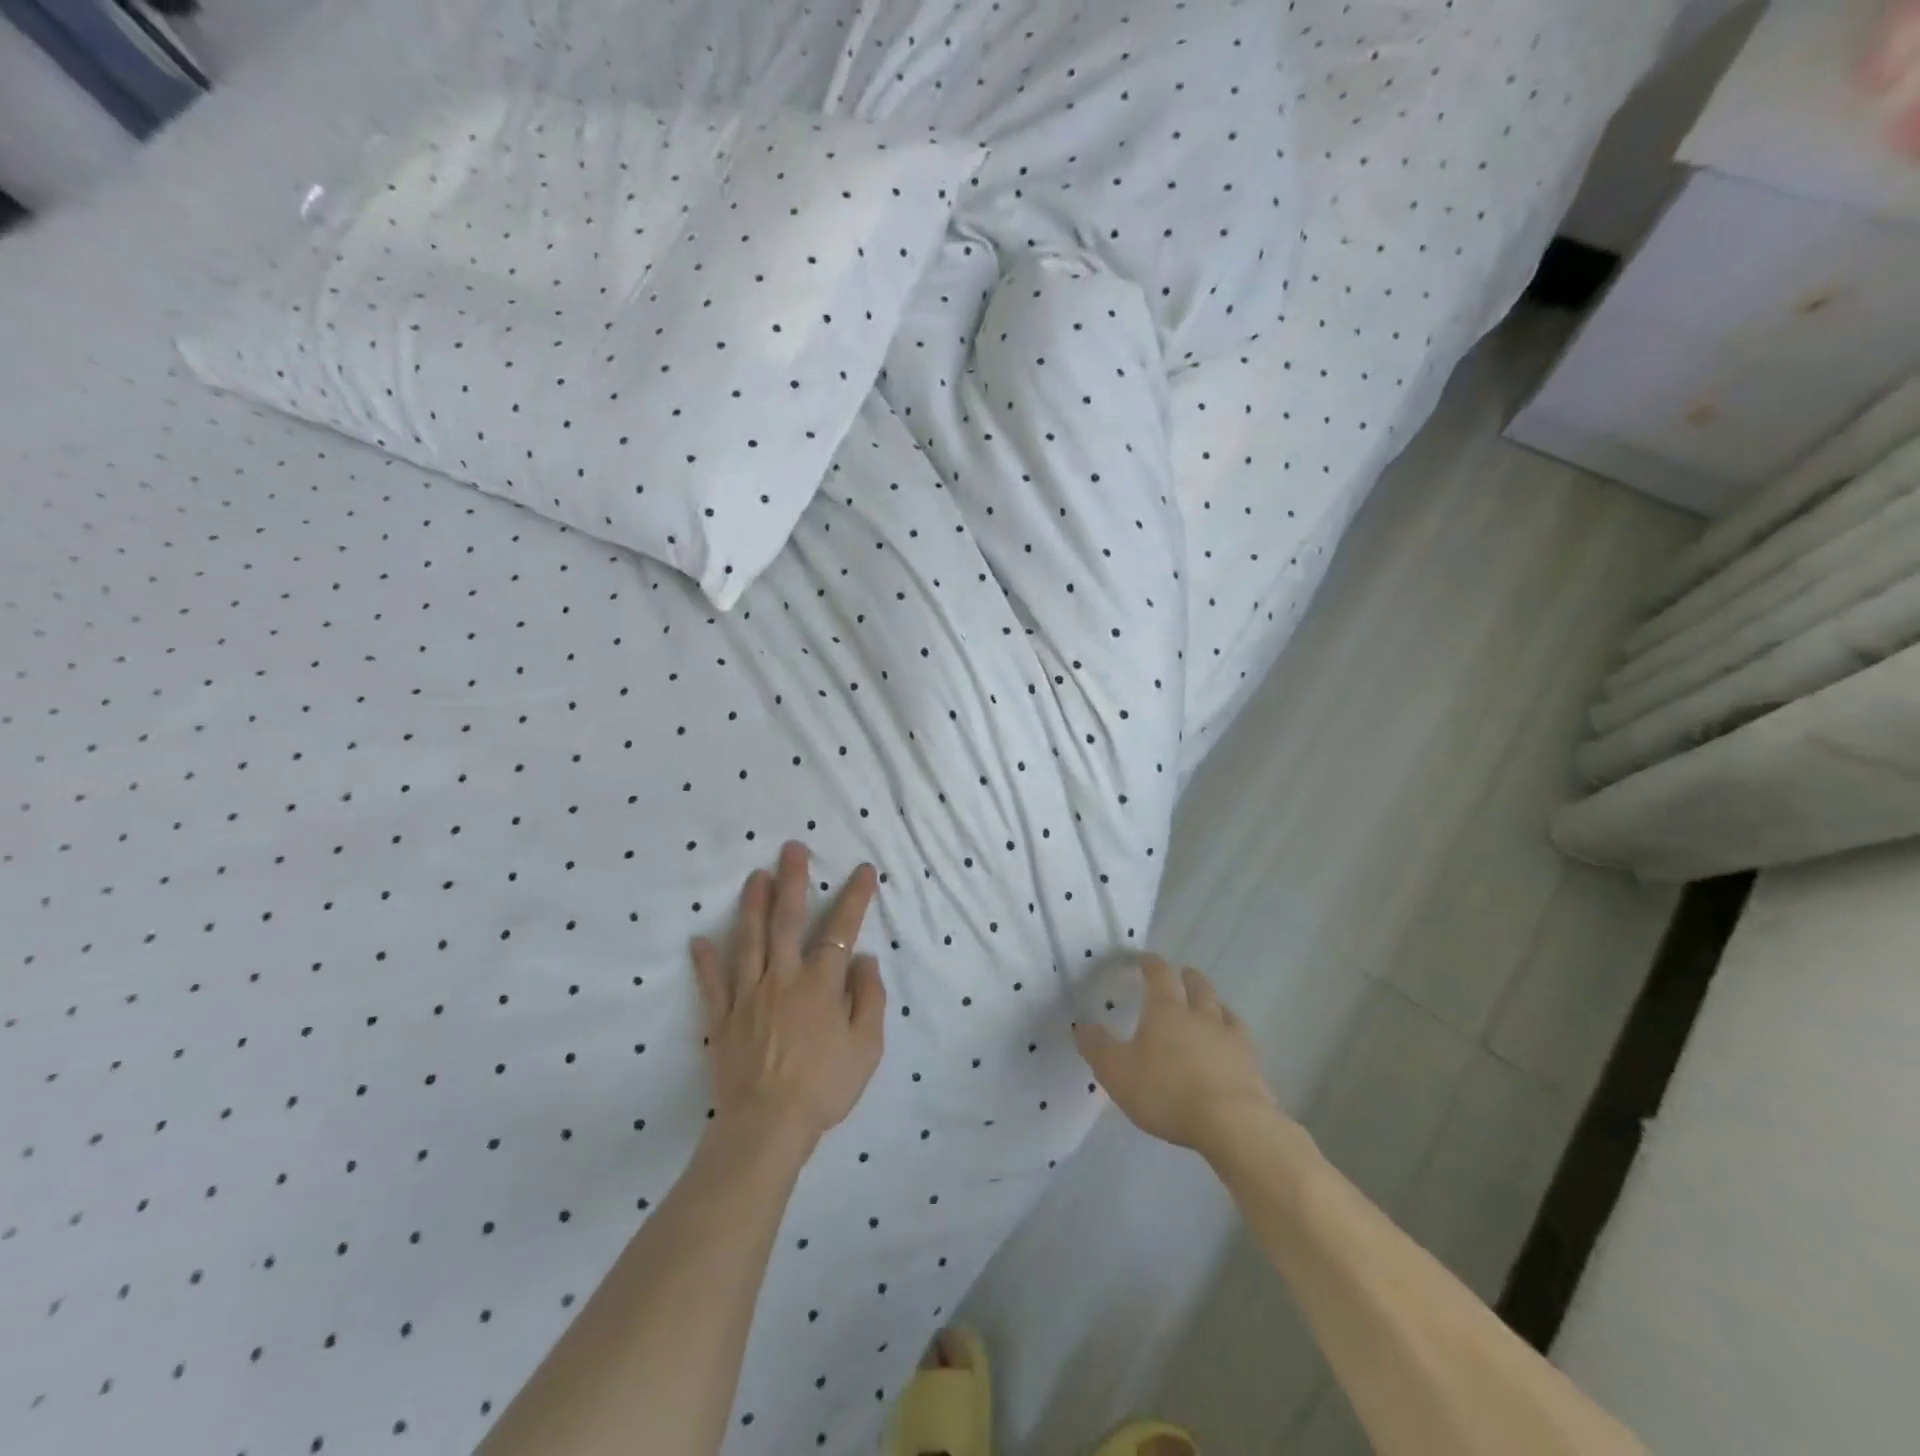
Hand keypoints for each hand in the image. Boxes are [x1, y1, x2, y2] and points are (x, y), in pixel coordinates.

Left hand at [692, 842, 886, 1149]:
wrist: (767, 1127)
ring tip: (755, 876)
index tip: (863, 870)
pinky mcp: (722, 1019)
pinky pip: (712, 985)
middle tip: (791, 848)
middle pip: (787, 921)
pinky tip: (700, 940)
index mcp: (820, 985)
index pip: (841, 930)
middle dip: (792, 881)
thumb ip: (868, 999)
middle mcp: (783, 979)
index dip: (854, 898)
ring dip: (752, 905)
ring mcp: (748, 996)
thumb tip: (864, 960)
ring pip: (748, 941)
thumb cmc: (824, 1087)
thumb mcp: (866, 1047)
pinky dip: (705, 962)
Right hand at [1075, 954, 1278, 1157]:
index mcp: (1166, 1010)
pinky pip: (1241, 1038)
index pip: (1159, 974)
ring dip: (1213, 1003)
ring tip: (1209, 1007)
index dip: (1151, 963)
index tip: (1145, 959)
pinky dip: (1232, 1035)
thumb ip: (1098, 1048)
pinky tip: (1230, 1045)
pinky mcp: (1252, 1064)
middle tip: (1182, 975)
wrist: (1232, 1124)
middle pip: (1197, 986)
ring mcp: (1230, 1038)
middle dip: (1187, 978)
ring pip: (1223, 1009)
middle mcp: (1200, 1015)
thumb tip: (1082, 1025)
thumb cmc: (1167, 1091)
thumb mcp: (1117, 1072)